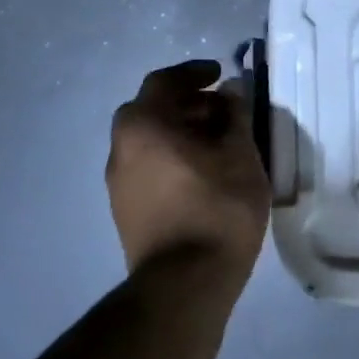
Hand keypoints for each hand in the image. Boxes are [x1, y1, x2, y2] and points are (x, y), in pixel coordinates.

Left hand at [108, 60, 270, 296]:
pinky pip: (148, 166)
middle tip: (221, 108)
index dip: (194, 73)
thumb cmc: (216, 206)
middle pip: (151, 110)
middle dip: (187, 103)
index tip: (220, 74)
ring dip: (180, 131)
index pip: (164, 82)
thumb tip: (228, 95)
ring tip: (219, 141)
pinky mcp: (127, 211)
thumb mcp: (239, 153)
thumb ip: (234, 115)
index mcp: (143, 126)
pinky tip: (204, 171)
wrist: (185, 285)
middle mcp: (121, 149)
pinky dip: (172, 156)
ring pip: (149, 140)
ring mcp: (119, 184)